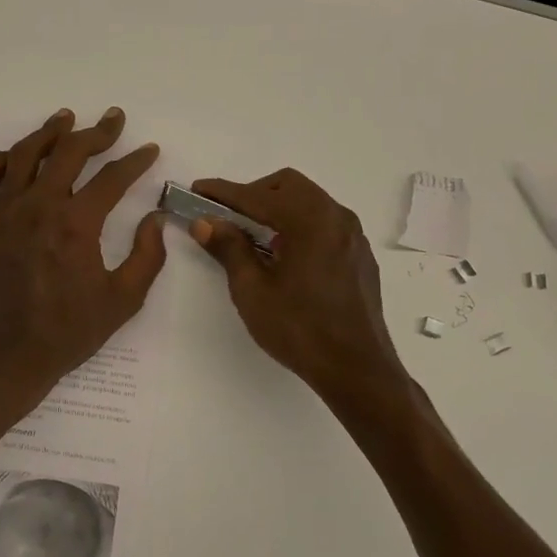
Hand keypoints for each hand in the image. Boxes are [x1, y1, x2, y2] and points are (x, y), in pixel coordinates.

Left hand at [0, 107, 167, 419]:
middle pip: (68, 153)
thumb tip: (156, 219)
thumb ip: (147, 257)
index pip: (112, 178)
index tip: (148, 149)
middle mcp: (38, 207)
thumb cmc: (65, 334)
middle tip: (112, 119)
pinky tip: (12, 156)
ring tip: (64, 118)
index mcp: (76, 224)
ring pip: (23, 156)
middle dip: (95, 132)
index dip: (135, 161)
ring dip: (47, 133)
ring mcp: (3, 214)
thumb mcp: (122, 302)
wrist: (2, 359)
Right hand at [191, 169, 417, 418]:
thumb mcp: (252, 290)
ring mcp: (353, 235)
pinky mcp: (359, 254)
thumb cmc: (300, 329)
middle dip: (254, 194)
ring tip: (254, 238)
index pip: (257, 195)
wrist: (357, 370)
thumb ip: (229, 248)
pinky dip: (299, 224)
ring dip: (278, 208)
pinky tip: (285, 256)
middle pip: (288, 186)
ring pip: (309, 201)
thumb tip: (205, 222)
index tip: (197, 190)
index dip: (223, 192)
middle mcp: (336, 217)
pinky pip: (324, 223)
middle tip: (227, 218)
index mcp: (309, 220)